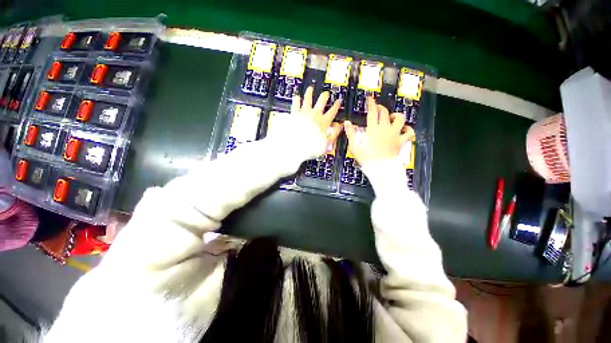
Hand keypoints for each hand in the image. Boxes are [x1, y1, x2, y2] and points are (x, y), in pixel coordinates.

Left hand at [292, 86, 341, 152]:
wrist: (295, 145)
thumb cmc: (310, 146)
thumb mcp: (326, 143)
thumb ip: (334, 134)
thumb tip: (340, 127)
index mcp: (323, 122)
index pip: (333, 111)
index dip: (337, 105)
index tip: (338, 101)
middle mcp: (314, 114)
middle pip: (322, 100)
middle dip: (325, 95)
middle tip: (326, 93)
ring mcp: (304, 112)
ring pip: (308, 98)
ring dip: (310, 92)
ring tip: (311, 88)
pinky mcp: (294, 113)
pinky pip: (296, 102)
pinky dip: (296, 98)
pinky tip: (296, 96)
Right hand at [344, 97, 413, 165]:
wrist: (379, 168)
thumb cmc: (366, 158)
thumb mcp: (354, 146)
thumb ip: (351, 133)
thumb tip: (347, 123)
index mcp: (373, 129)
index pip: (373, 112)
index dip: (371, 103)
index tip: (370, 99)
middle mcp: (385, 128)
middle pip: (385, 112)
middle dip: (381, 107)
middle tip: (377, 108)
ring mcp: (394, 134)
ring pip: (400, 119)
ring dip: (396, 115)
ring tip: (392, 117)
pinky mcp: (401, 141)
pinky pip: (409, 133)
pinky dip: (408, 130)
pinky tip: (405, 129)